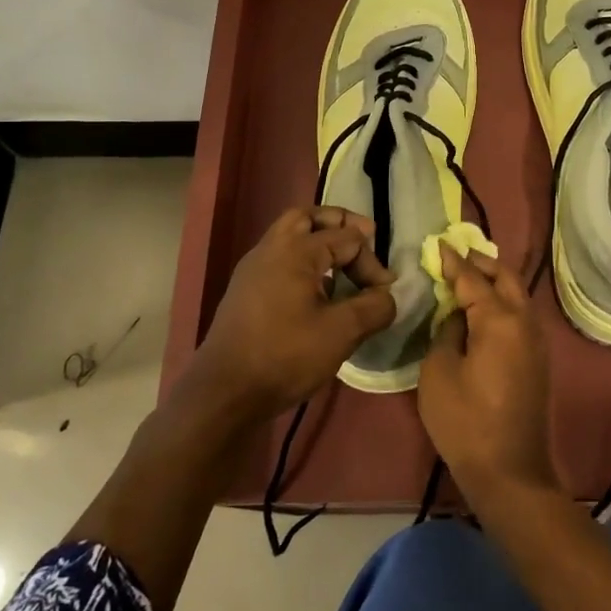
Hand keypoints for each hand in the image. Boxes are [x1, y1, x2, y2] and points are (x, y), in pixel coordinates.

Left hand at [194, 206, 396, 423]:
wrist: (224, 393)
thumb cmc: (285, 356)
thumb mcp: (342, 333)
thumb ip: (374, 307)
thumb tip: (386, 296)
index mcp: (295, 250)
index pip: (347, 238)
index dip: (372, 263)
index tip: (383, 293)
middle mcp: (271, 249)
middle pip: (308, 217)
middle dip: (339, 224)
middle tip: (363, 239)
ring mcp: (252, 269)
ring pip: (289, 236)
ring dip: (318, 242)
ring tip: (341, 267)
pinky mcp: (244, 291)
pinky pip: (279, 259)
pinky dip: (302, 261)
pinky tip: (316, 293)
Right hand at [417, 246, 558, 504]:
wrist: (510, 471)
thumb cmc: (466, 421)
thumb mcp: (439, 371)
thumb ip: (447, 331)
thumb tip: (459, 315)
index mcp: (499, 319)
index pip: (473, 278)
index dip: (453, 261)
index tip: (439, 243)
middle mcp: (525, 322)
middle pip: (506, 278)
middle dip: (482, 263)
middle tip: (456, 256)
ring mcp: (536, 341)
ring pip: (518, 295)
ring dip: (496, 281)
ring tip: (469, 278)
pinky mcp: (538, 360)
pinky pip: (521, 315)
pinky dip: (503, 302)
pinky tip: (484, 310)